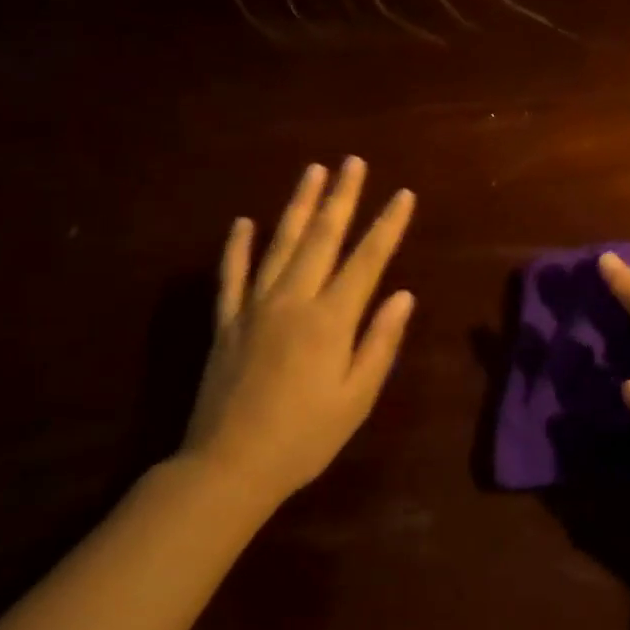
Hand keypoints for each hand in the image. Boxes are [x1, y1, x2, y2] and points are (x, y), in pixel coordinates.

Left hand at [182, 157, 415, 506]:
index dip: (387, 225)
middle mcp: (293, 301)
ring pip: (280, 244)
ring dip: (298, 205)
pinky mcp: (226, 322)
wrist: (228, 468)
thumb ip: (380, 343)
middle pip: (322, 238)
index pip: (367, 260)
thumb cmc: (304, 438)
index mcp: (330, 320)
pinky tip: (244, 222)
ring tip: (313, 171)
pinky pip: (232, 276)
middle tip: (353, 162)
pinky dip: (237, 247)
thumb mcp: (356, 399)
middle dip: (342, 197)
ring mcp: (255, 307)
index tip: (403, 194)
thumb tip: (403, 295)